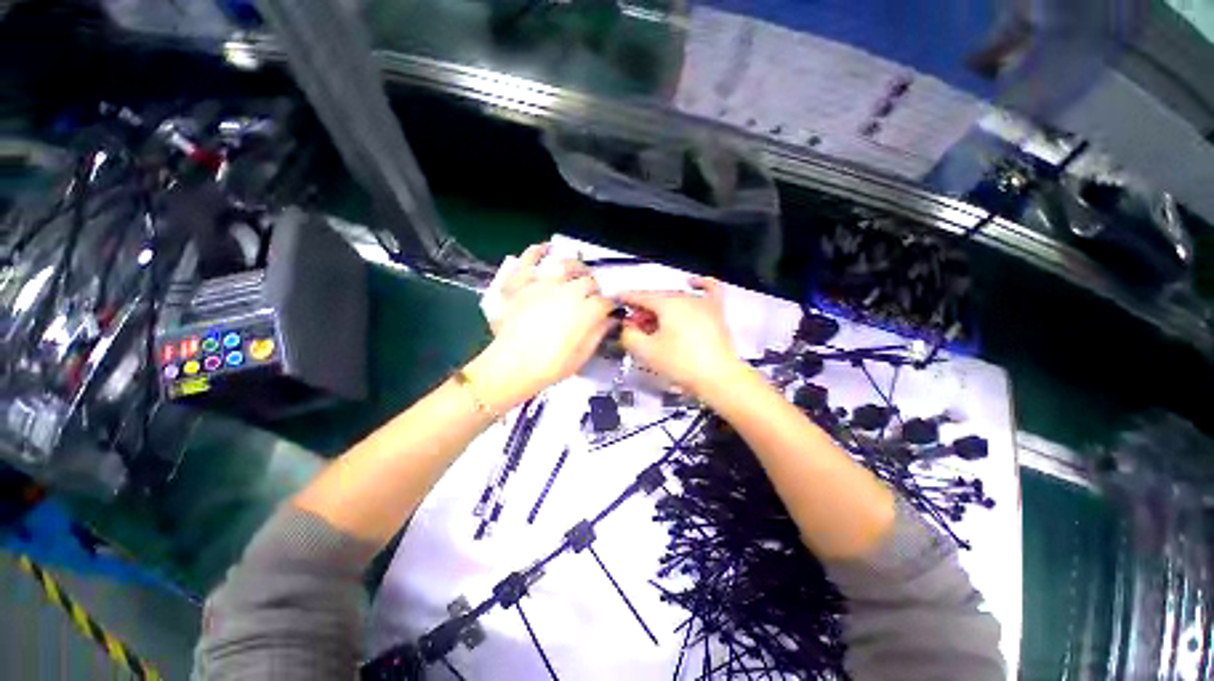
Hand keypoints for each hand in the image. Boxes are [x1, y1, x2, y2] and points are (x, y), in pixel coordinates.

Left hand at [466, 244, 615, 411]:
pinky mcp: (522, 284)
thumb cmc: (550, 366)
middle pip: (588, 281)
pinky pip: (528, 261)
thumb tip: (611, 319)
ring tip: (577, 273)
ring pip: (565, 265)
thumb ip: (599, 333)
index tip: (610, 311)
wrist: (511, 366)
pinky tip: (544, 248)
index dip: (610, 306)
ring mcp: (543, 284)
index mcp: (585, 310)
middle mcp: (567, 291)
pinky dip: (536, 252)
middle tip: (592, 298)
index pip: (605, 301)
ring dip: (575, 267)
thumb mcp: (582, 355)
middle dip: (594, 289)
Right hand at [617, 277, 747, 398]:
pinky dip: (700, 284)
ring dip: (661, 308)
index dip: (625, 298)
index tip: (614, 300)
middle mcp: (685, 297)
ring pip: (676, 299)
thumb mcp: (646, 351)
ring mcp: (704, 303)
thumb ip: (629, 335)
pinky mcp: (717, 312)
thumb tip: (627, 326)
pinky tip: (692, 282)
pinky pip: (709, 290)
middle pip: (658, 299)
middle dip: (642, 310)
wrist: (718, 378)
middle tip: (633, 327)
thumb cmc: (680, 363)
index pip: (641, 296)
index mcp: (667, 303)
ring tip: (653, 324)